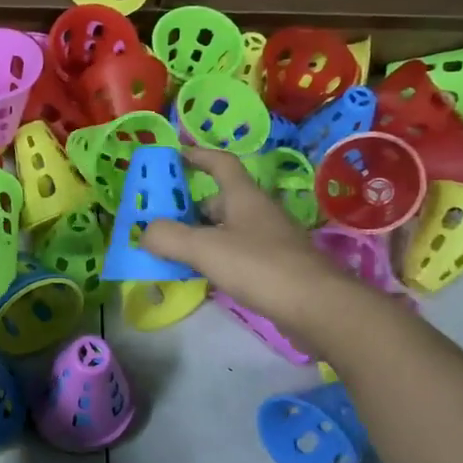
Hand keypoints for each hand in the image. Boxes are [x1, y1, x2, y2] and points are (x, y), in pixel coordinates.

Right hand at [140, 145, 346, 334]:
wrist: (317, 307)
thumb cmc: (260, 266)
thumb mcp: (205, 248)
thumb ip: (168, 237)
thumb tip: (145, 232)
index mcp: (244, 196)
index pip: (220, 163)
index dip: (197, 155)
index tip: (174, 155)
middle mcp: (258, 212)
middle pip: (219, 200)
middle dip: (189, 208)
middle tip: (161, 221)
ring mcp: (269, 241)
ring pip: (227, 230)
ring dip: (201, 237)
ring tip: (173, 253)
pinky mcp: (275, 268)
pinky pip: (237, 255)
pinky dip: (216, 260)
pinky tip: (202, 277)